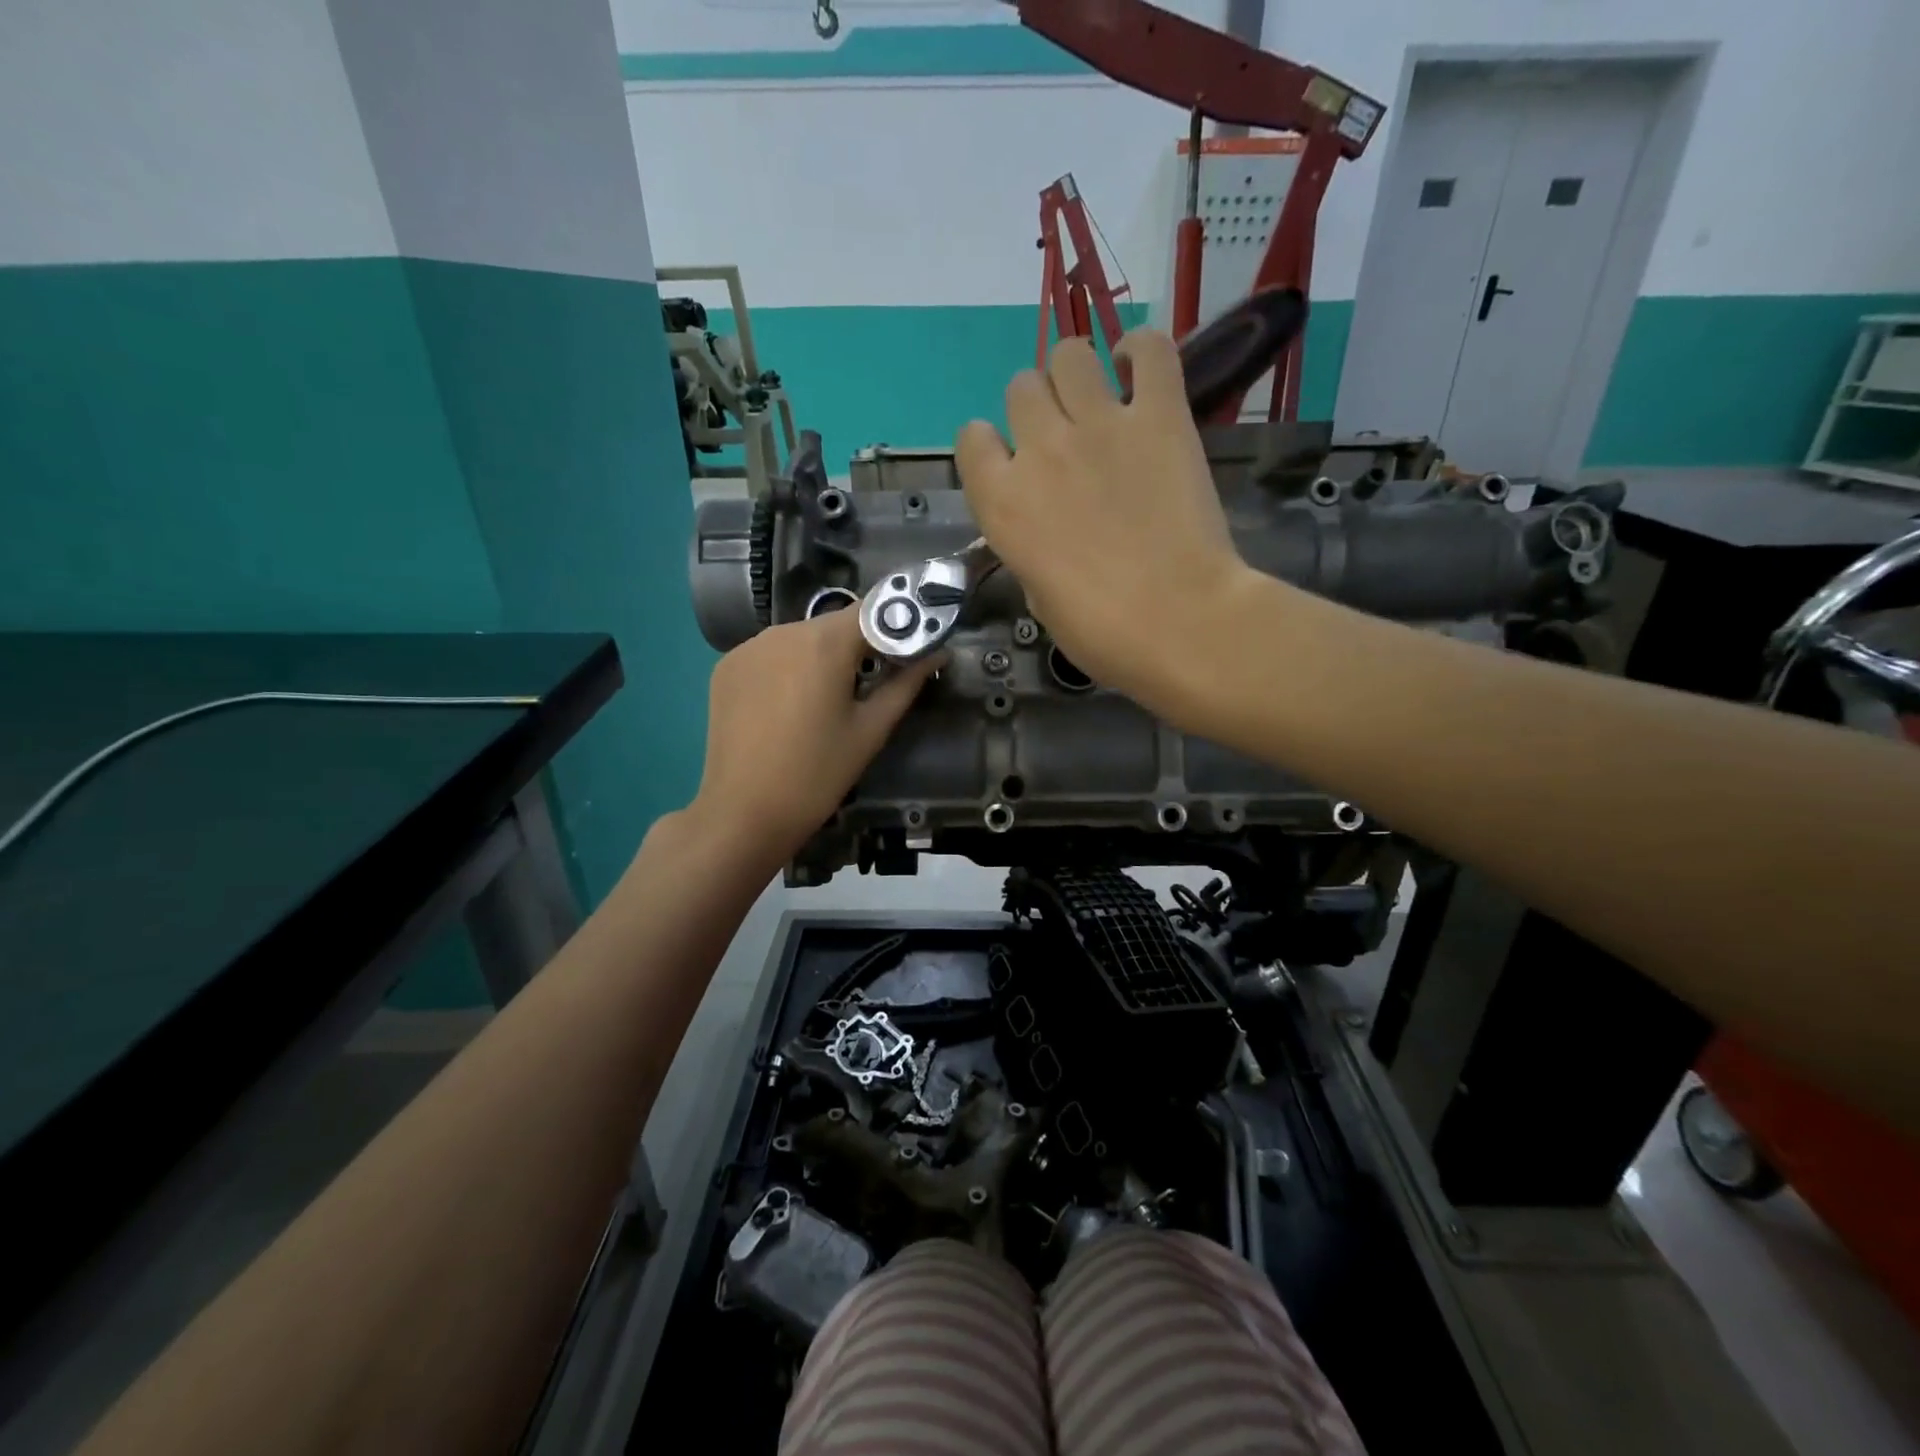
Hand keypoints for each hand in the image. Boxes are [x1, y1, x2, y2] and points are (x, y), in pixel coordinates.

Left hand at [687, 607, 939, 865]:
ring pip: (801, 638)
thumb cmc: (818, 774)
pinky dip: (787, 668)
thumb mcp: (871, 730)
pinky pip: (770, 654)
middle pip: (834, 625)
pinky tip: (789, 706)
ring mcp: (748, 647)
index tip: (910, 649)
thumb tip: (937, 653)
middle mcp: (783, 631)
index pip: (873, 609)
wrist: (743, 813)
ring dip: (821, 657)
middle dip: (858, 645)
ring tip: (827, 700)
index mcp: (824, 643)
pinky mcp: (726, 667)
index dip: (897, 623)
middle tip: (872, 683)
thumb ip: (906, 684)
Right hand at [955, 331, 1261, 721]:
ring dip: (1077, 375)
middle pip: (1021, 388)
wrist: (1179, 621)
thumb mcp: (1040, 599)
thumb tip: (1045, 534)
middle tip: (1065, 441)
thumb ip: (1030, 550)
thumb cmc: (1101, 632)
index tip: (1013, 467)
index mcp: (1001, 502)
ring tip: (1099, 404)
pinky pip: (1148, 348)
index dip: (990, 449)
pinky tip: (1139, 375)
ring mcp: (1100, 425)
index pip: (971, 439)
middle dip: (1037, 409)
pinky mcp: (1160, 415)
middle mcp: (1040, 450)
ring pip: (1069, 355)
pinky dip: (1140, 353)